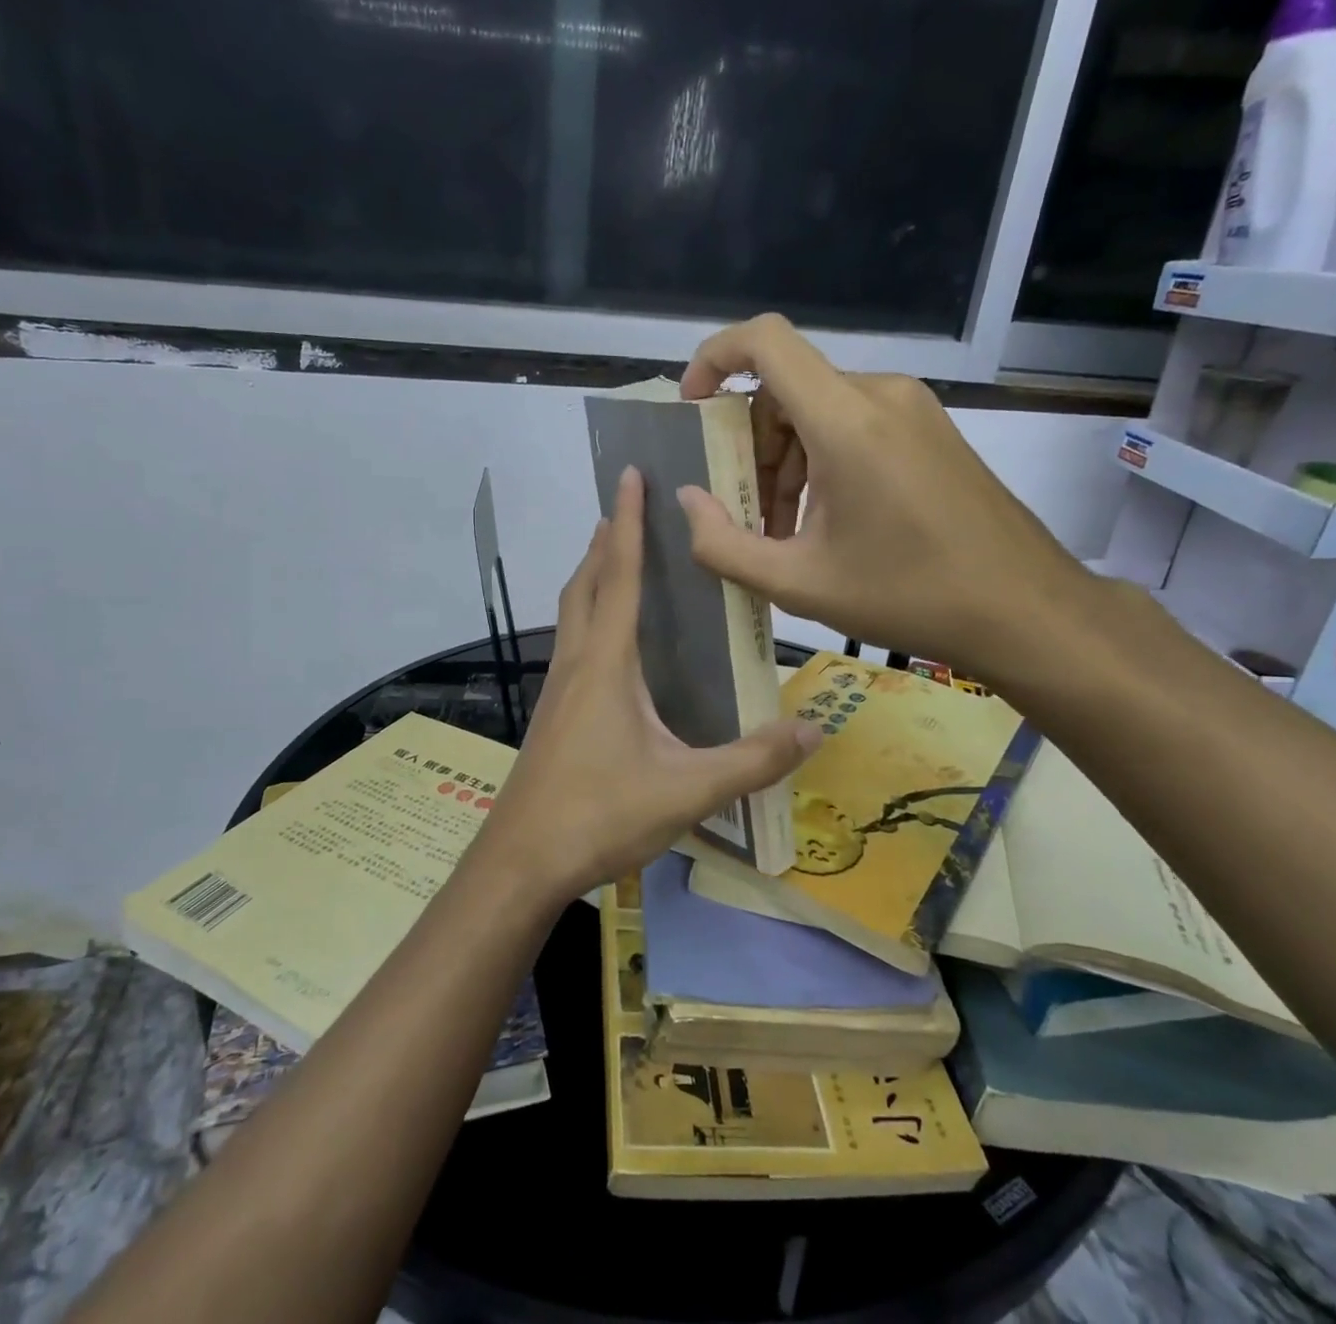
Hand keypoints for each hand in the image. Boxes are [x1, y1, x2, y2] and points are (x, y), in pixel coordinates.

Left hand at [475, 466, 819, 901]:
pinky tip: (610, 644)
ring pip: (572, 613)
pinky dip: (589, 617)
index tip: (629, 474)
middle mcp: (577, 664)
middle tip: (629, 508)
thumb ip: (752, 761)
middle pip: (587, 584)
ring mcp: (558, 690)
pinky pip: (572, 643)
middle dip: (607, 540)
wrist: (521, 862)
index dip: (629, 522)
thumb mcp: (687, 790)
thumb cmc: (600, 815)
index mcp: (607, 664)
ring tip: (618, 559)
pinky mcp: (552, 716)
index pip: (621, 575)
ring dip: (594, 576)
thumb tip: (815, 729)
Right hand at [677, 314, 1102, 687]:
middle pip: (787, 388)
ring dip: (786, 462)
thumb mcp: (799, 584)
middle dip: (751, 446)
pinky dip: (822, 462)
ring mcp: (913, 409)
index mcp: (847, 420)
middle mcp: (881, 395)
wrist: (1024, 609)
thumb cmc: (908, 596)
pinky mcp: (932, 430)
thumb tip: (686, 501)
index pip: (765, 341)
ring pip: (819, 410)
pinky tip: (829, 523)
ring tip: (787, 533)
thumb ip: (724, 545)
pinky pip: (855, 425)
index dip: (714, 357)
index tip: (692, 407)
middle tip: (746, 514)